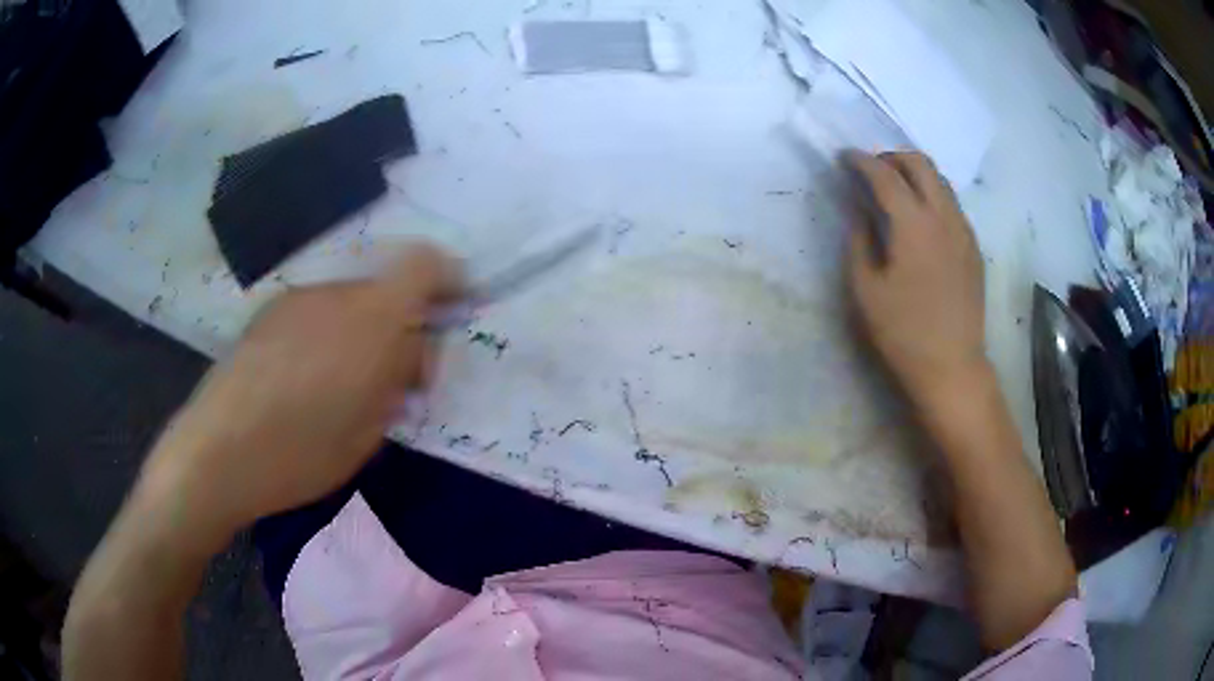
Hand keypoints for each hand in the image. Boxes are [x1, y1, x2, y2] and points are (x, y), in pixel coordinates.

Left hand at [137, 244, 461, 540]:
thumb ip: (397, 379)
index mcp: (371, 319)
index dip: (446, 279)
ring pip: (349, 304)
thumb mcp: (369, 429)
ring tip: (342, 389)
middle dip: (401, 326)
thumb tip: (408, 353)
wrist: (217, 452)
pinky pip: (316, 313)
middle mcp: (335, 295)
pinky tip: (305, 382)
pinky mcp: (269, 314)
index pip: (424, 265)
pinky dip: (327, 337)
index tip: (450, 315)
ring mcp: (297, 300)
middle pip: (386, 290)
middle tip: (392, 383)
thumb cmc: (301, 453)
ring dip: (361, 335)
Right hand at [844, 150, 986, 402]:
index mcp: (913, 224)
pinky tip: (920, 219)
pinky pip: (952, 204)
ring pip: (941, 180)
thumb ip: (859, 239)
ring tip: (895, 189)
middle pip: (920, 163)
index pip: (884, 174)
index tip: (844, 158)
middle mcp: (943, 216)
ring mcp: (964, 231)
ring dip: (915, 173)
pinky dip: (932, 195)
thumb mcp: (865, 289)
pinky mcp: (974, 248)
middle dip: (892, 157)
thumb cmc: (903, 333)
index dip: (860, 161)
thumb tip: (859, 209)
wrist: (952, 367)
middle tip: (872, 169)